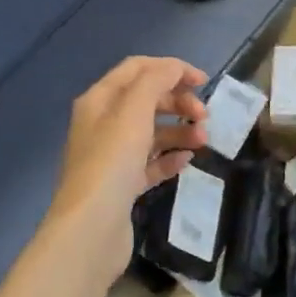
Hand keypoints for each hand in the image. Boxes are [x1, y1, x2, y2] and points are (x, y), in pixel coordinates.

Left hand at [44, 56, 207, 284]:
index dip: (171, 69)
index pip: (137, 69)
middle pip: (147, 100)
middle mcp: (102, 124)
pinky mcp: (122, 185)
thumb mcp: (134, 110)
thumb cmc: (112, 161)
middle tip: (204, 117)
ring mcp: (112, 156)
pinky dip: (170, 158)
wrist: (91, 228)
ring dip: (180, 131)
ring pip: (152, 133)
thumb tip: (174, 68)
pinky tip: (187, 161)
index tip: (203, 82)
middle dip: (179, 103)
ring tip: (203, 142)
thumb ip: (156, 81)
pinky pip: (151, 163)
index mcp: (100, 100)